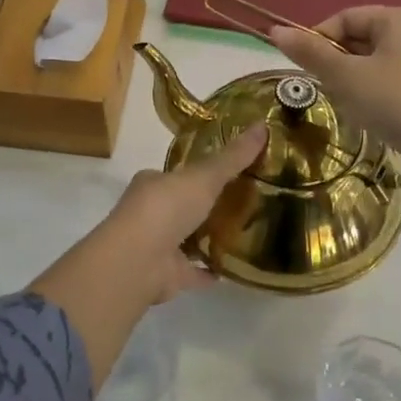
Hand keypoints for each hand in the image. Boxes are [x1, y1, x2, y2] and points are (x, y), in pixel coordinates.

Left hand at [93, 125, 268, 304]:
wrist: (138, 261)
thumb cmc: (166, 208)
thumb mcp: (204, 176)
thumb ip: (233, 156)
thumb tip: (263, 124)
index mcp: (153, 184)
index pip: (177, 174)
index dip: (200, 173)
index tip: (229, 171)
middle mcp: (151, 213)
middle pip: (182, 206)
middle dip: (206, 205)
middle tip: (244, 201)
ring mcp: (158, 246)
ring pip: (186, 238)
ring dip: (208, 237)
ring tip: (245, 232)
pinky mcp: (167, 275)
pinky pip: (194, 271)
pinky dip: (210, 270)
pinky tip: (233, 268)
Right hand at [268, 7, 400, 168]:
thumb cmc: (394, 102)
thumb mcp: (345, 76)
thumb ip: (311, 53)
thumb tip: (276, 30)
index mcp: (398, 18)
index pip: (345, 18)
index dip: (318, 38)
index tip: (302, 66)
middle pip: (359, 38)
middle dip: (335, 61)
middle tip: (321, 87)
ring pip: (372, 62)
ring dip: (351, 81)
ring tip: (344, 103)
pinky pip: (389, 81)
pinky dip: (372, 94)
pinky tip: (367, 115)